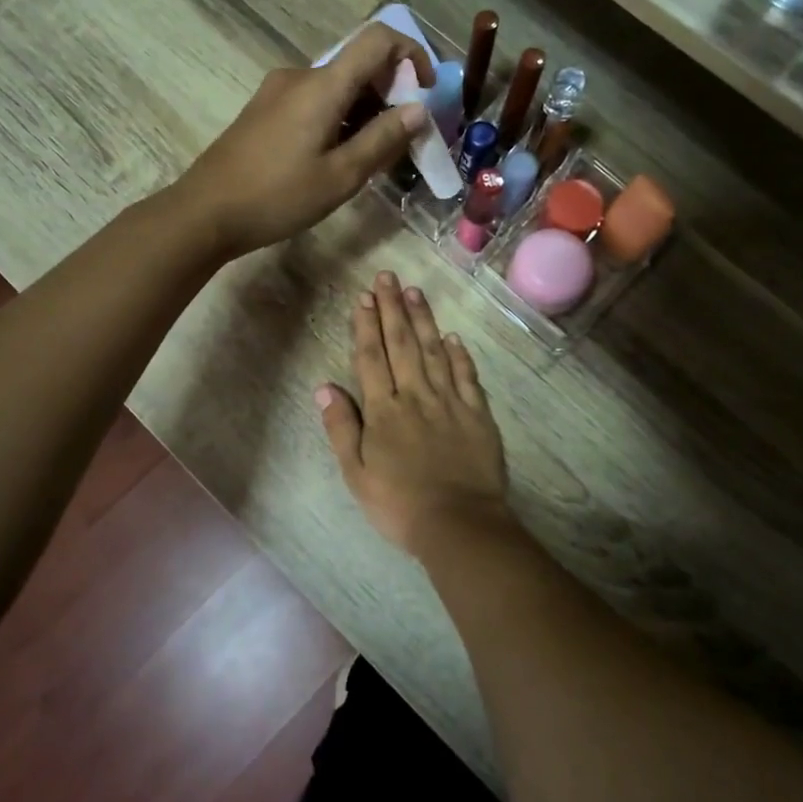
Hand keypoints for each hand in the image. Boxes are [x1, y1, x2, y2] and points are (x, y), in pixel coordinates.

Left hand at [171, 25, 431, 259]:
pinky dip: (339, 117)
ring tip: (373, 156)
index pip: (377, 39)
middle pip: (358, 65)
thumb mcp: (341, 176)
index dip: (411, 55)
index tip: (425, 93)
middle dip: (391, 94)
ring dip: (365, 110)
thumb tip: (419, 110)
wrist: (205, 212)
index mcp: (322, 85)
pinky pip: (314, 100)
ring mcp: (278, 91)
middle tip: (403, 140)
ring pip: (337, 86)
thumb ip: (383, 139)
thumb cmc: (277, 197)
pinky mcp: (265, 110)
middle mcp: (300, 76)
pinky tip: (339, 156)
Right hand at [316, 272, 510, 556]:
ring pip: (435, 351)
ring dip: (424, 320)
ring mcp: (450, 402)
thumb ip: (342, 427)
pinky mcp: (477, 414)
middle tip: (388, 277)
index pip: (372, 358)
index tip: (363, 297)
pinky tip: (453, 336)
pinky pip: (467, 376)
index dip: (366, 325)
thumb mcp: (356, 473)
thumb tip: (324, 387)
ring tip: (415, 292)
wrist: (459, 524)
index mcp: (384, 410)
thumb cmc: (399, 504)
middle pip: (403, 344)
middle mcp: (416, 396)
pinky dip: (459, 354)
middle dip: (393, 308)